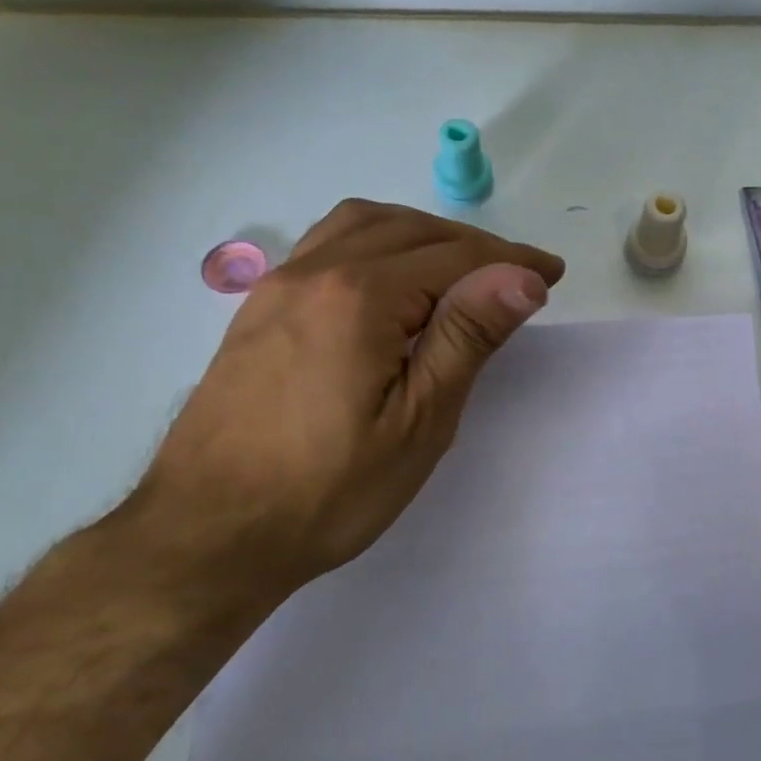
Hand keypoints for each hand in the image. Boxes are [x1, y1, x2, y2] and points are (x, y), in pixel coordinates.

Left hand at [117, 200, 563, 609]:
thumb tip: (521, 277)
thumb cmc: (328, 491)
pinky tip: (389, 281)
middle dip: (474, 246)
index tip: (551, 274)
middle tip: (517, 278)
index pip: (455, 257)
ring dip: (422, 235)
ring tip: (459, 271)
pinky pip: (327, 245)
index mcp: (360, 297)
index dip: (511, 261)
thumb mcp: (419, 422)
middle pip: (412, 230)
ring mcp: (279, 286)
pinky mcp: (259, 308)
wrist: (209, 535)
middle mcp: (316, 272)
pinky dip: (375, 243)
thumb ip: (467, 338)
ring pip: (364, 225)